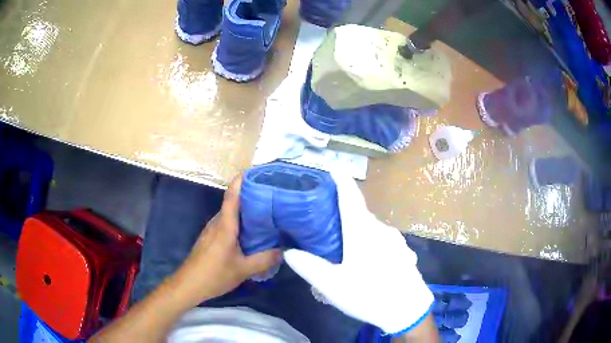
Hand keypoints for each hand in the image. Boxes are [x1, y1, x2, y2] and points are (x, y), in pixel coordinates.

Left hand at [173, 175, 280, 307]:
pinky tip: (249, 232)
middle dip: (249, 196)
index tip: (254, 172)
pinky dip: (238, 222)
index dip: (241, 182)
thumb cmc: (215, 274)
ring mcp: (211, 230)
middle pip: (232, 203)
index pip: (232, 197)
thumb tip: (283, 251)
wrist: (189, 284)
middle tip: (271, 196)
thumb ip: (264, 260)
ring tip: (264, 213)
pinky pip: (226, 223)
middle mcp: (217, 223)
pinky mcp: (209, 238)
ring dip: (244, 211)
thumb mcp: (243, 269)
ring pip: (229, 214)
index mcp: (225, 226)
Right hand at [284, 170, 433, 335]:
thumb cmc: (369, 294)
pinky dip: (370, 241)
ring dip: (357, 229)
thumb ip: (309, 267)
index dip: (340, 179)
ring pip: (371, 228)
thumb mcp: (333, 285)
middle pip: (359, 212)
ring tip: (343, 244)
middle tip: (325, 219)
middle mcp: (381, 229)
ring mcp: (395, 240)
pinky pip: (382, 239)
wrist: (408, 309)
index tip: (332, 167)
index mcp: (362, 231)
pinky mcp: (402, 251)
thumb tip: (288, 251)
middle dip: (343, 211)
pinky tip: (366, 260)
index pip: (350, 196)